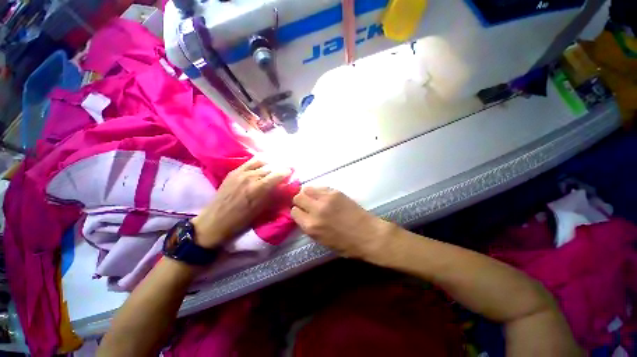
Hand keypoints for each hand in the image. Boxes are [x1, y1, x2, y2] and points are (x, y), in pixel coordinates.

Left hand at [192, 158, 290, 247]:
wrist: (215, 220)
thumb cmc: (241, 220)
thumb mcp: (262, 210)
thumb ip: (275, 195)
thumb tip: (286, 186)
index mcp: (258, 188)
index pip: (278, 174)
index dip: (287, 171)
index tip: (293, 172)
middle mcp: (250, 176)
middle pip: (271, 166)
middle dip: (281, 167)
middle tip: (286, 169)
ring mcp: (240, 172)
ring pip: (261, 161)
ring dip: (271, 163)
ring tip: (275, 166)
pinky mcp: (233, 171)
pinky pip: (250, 162)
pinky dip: (259, 162)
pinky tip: (263, 165)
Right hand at [291, 187, 395, 259]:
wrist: (368, 235)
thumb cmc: (346, 245)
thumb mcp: (322, 241)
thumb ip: (310, 227)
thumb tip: (303, 216)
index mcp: (311, 226)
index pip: (294, 212)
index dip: (297, 212)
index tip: (301, 213)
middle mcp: (315, 210)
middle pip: (298, 198)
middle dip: (300, 201)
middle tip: (307, 204)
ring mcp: (326, 199)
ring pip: (307, 189)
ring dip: (307, 193)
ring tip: (314, 198)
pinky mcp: (335, 192)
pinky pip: (320, 187)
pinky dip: (319, 191)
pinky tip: (324, 196)